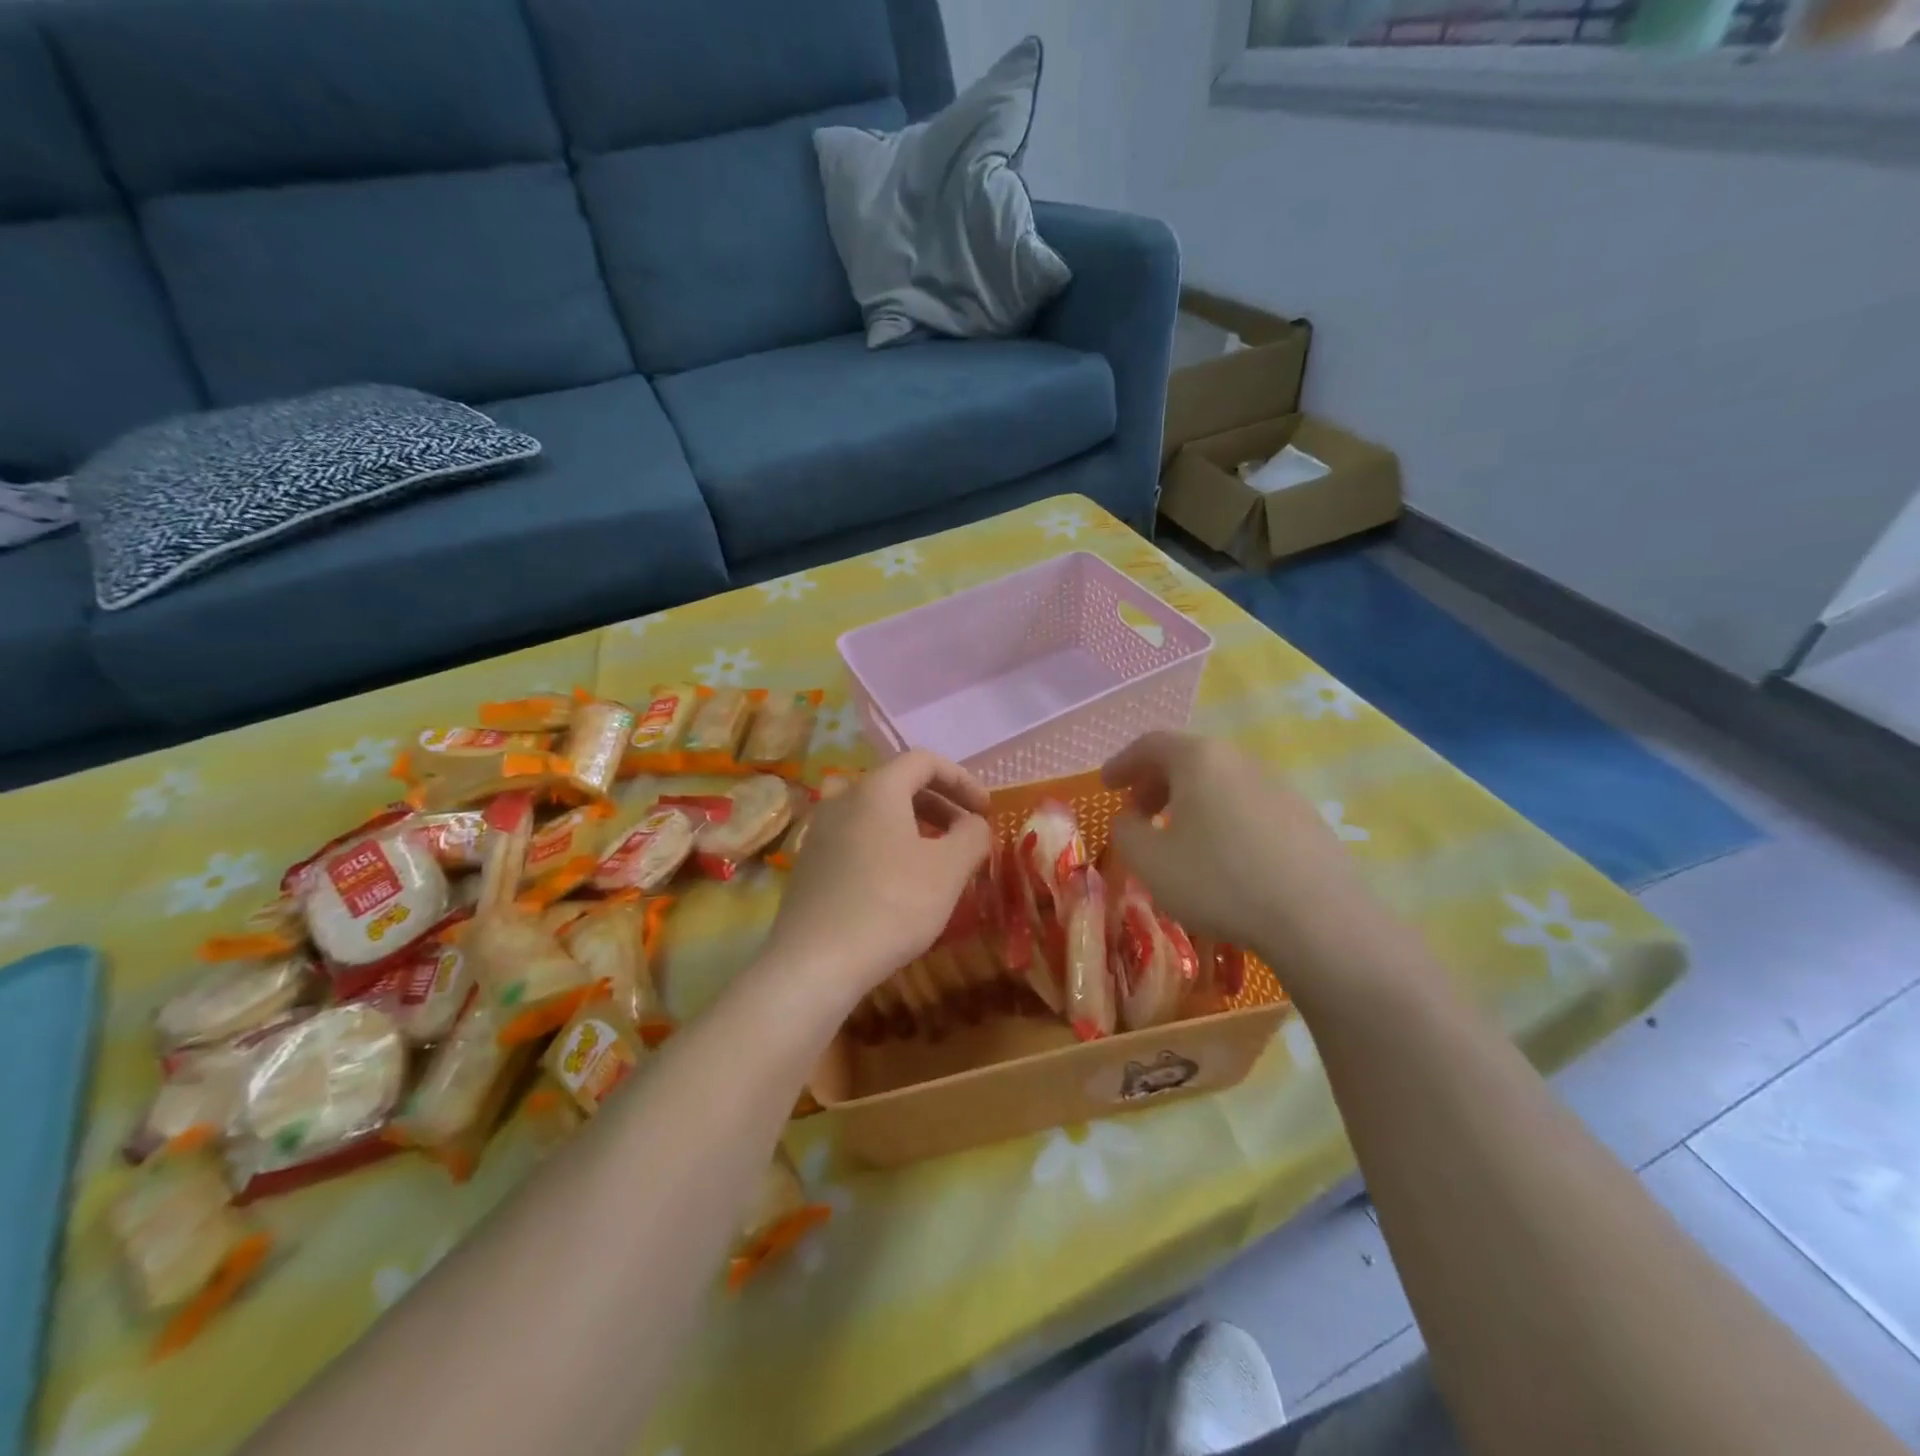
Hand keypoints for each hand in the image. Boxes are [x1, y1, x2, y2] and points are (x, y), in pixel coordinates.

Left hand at [764, 751, 990, 1009]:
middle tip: (966, 833)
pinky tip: (899, 882)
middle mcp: (842, 799)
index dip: (962, 780)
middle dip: (940, 803)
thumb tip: (974, 824)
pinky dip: (886, 845)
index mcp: (877, 789)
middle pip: (898, 784)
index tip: (985, 810)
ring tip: (937, 858)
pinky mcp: (809, 863)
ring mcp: (820, 831)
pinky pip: (857, 838)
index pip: (924, 761)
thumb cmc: (891, 906)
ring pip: (876, 813)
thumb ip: (972, 836)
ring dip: (913, 826)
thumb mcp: (948, 870)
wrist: (815, 963)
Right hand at [1102, 732, 1375, 973]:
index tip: (1106, 785)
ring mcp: (1278, 787)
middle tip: (1138, 813)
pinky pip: (1249, 806)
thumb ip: (1125, 832)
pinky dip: (1223, 819)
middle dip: (1156, 783)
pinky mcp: (1304, 817)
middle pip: (1189, 759)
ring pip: (1221, 783)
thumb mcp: (1149, 861)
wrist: (1316, 918)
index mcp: (1200, 759)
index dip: (1123, 763)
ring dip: (1191, 802)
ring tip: (1179, 837)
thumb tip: (1128, 820)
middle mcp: (1241, 761)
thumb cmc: (1218, 880)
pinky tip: (1223, 857)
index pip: (1151, 744)